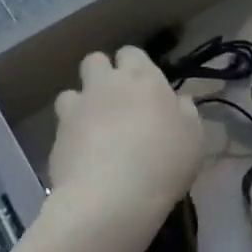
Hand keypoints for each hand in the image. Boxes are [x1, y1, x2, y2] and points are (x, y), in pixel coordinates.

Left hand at [47, 46, 204, 251]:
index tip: (142, 88)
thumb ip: (186, 112)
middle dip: (101, 74)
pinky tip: (80, 155)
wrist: (111, 198)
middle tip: (114, 101)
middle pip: (95, 61)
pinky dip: (69, 134)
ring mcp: (78, 107)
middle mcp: (107, 83)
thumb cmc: (162, 162)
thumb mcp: (193, 138)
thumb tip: (180, 101)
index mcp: (142, 76)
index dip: (134, 66)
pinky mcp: (57, 134)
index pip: (131, 53)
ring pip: (71, 91)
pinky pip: (60, 124)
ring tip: (91, 128)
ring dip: (80, 103)